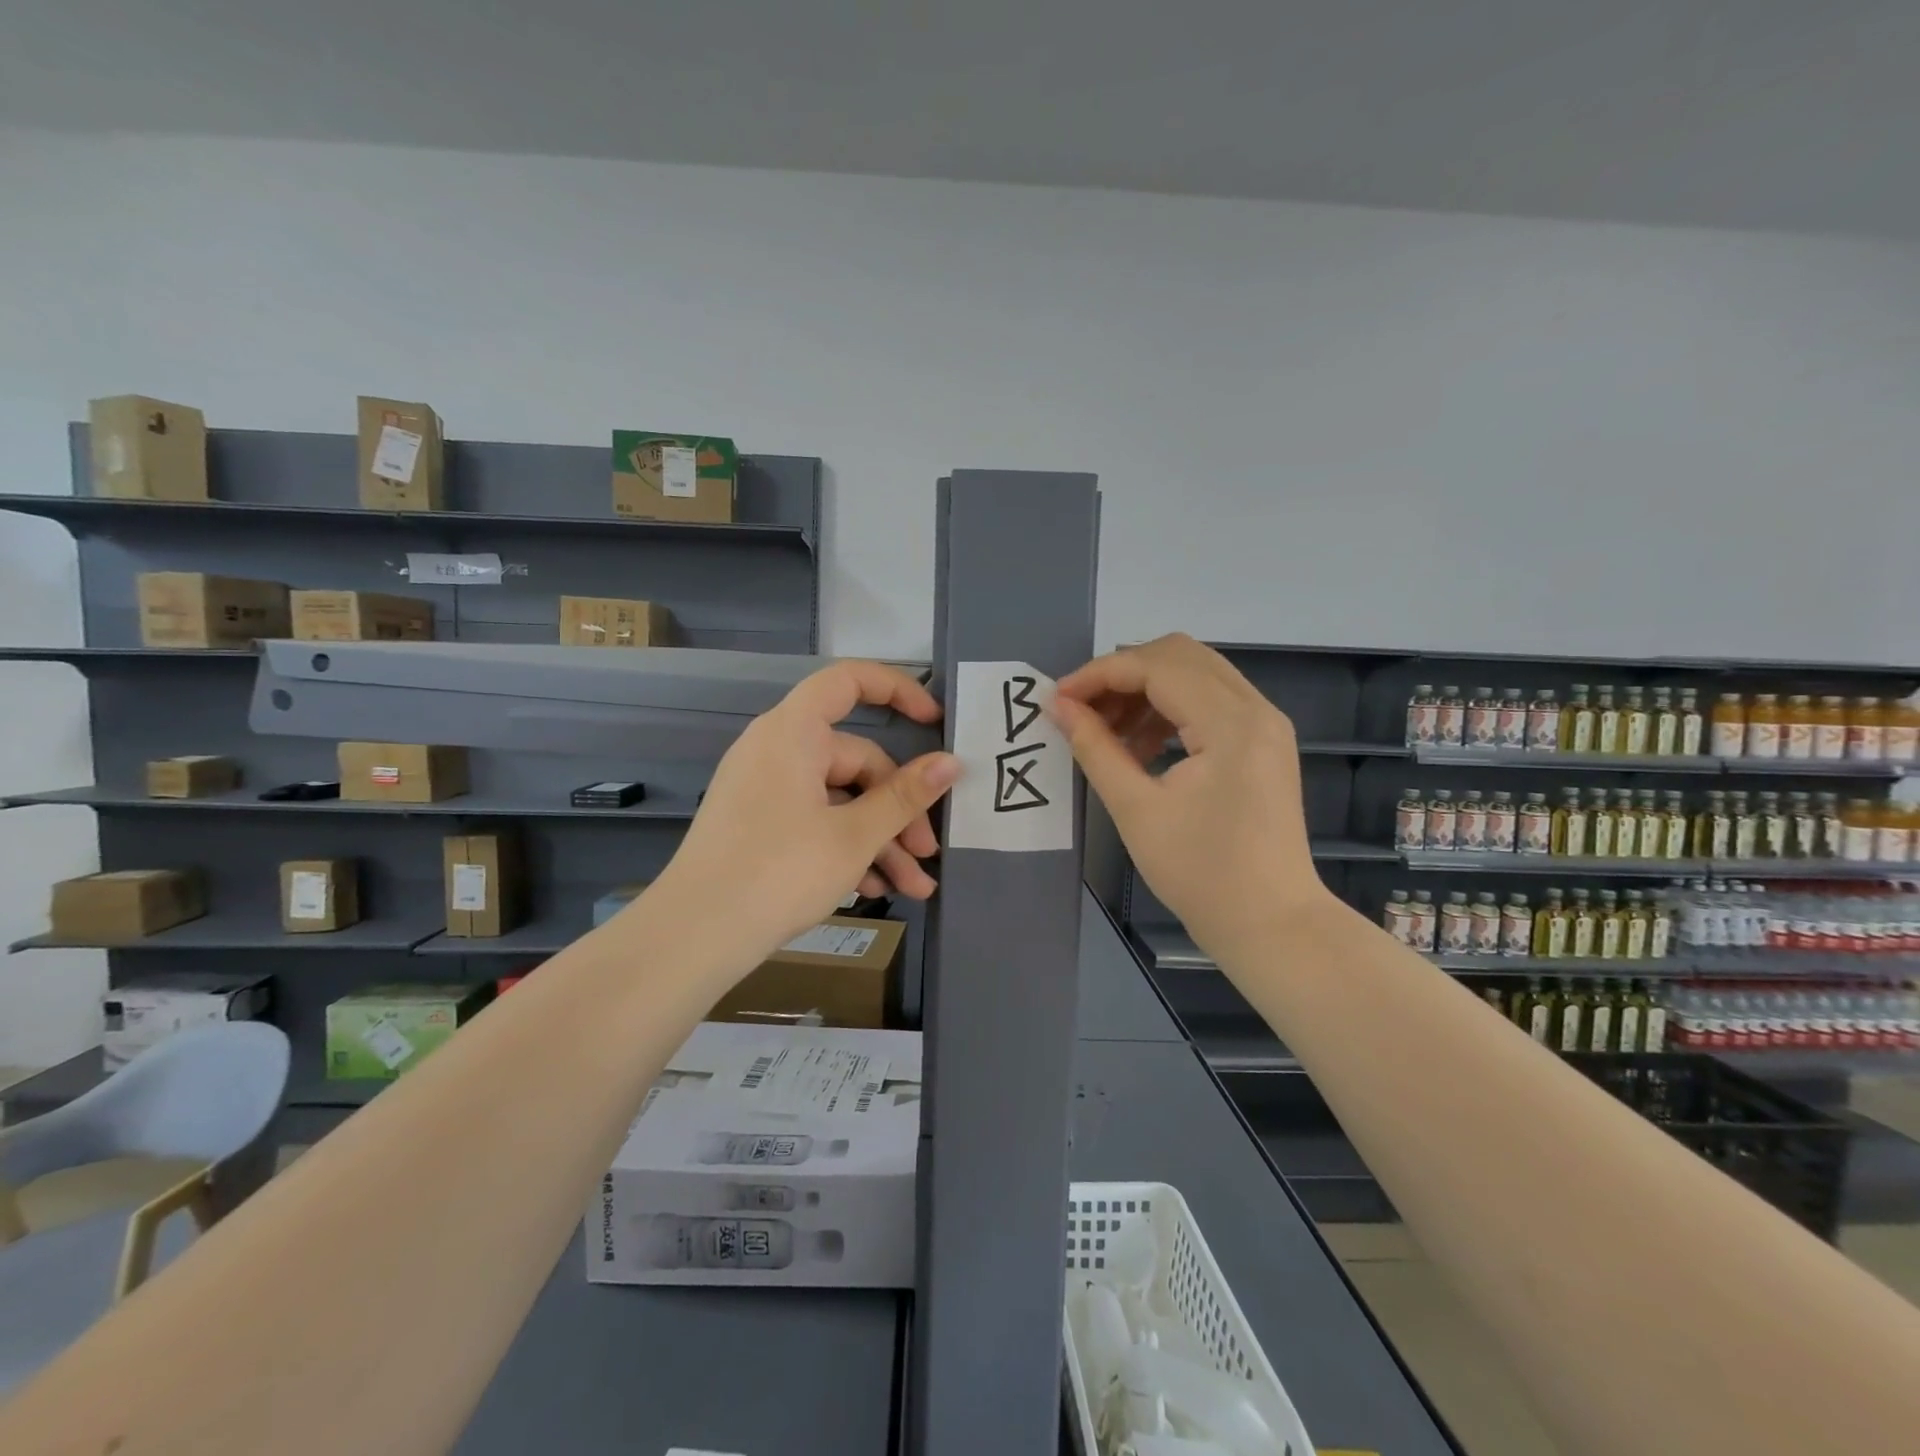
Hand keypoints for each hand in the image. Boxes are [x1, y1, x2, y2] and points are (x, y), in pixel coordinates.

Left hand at [645, 660, 960, 963]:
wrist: (693, 937)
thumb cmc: (779, 872)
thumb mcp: (854, 836)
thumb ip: (906, 796)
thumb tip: (951, 763)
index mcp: (794, 732)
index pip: (849, 681)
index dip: (897, 690)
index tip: (934, 723)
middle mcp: (776, 750)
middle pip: (855, 760)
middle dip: (898, 810)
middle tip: (928, 854)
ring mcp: (765, 788)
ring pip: (839, 799)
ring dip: (879, 839)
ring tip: (913, 888)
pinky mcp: (759, 823)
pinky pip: (814, 819)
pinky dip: (845, 847)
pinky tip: (874, 889)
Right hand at [1051, 634, 1328, 959]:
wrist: (1272, 925)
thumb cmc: (1201, 874)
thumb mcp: (1136, 810)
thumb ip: (1095, 748)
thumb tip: (1058, 707)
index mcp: (1230, 722)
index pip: (1156, 666)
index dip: (1099, 674)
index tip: (1057, 699)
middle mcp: (1256, 708)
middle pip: (1179, 655)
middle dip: (1122, 674)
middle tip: (1080, 709)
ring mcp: (1265, 724)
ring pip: (1195, 674)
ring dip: (1144, 691)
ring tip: (1105, 732)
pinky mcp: (1263, 742)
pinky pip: (1209, 701)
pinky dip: (1168, 710)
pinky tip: (1140, 747)